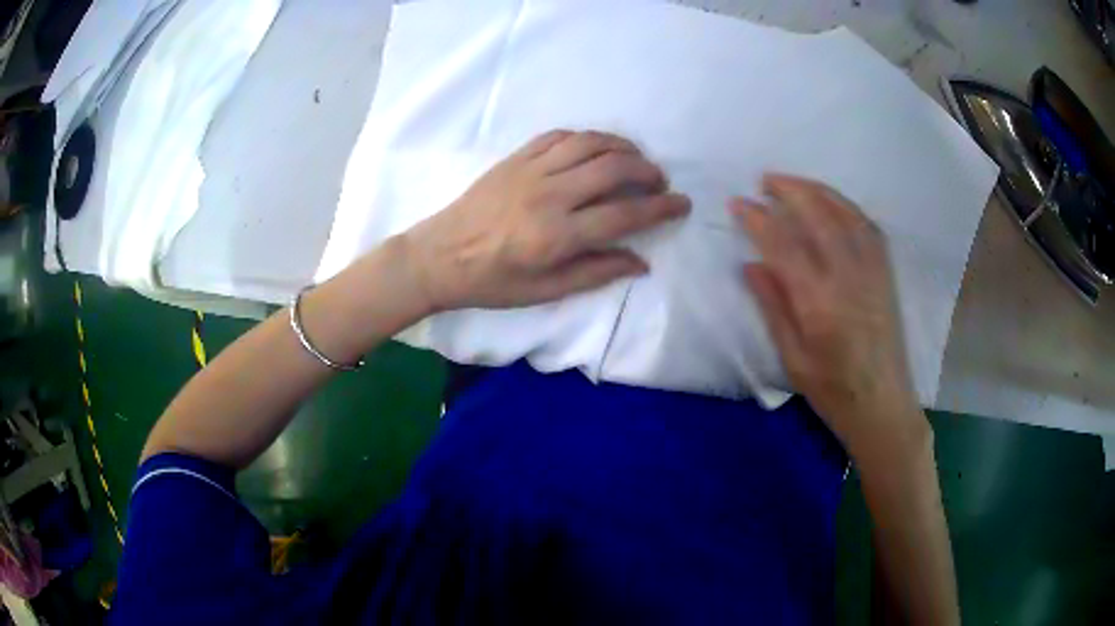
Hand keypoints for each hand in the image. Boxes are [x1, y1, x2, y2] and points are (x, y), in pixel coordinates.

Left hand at [403, 130, 690, 309]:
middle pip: (613, 169)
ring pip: (589, 144)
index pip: (624, 215)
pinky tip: (596, 148)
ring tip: (636, 160)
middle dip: (647, 171)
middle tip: (659, 182)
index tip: (682, 204)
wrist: (439, 256)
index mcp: (557, 236)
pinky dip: (586, 138)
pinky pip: (559, 136)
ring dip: (622, 147)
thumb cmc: (492, 282)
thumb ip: (595, 273)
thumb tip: (641, 261)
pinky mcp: (515, 158)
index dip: (660, 208)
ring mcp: (530, 171)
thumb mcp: (545, 292)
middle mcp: (549, 196)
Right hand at [732, 174, 926, 457]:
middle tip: (765, 180)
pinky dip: (846, 207)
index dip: (758, 219)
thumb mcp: (792, 358)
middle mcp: (848, 276)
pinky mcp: (885, 273)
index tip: (738, 203)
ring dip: (817, 190)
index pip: (783, 244)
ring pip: (844, 213)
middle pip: (817, 215)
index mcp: (818, 301)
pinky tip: (833, 204)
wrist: (883, 405)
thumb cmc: (832, 391)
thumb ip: (773, 307)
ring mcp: (871, 270)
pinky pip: (867, 226)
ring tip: (795, 183)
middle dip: (789, 190)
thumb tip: (751, 265)